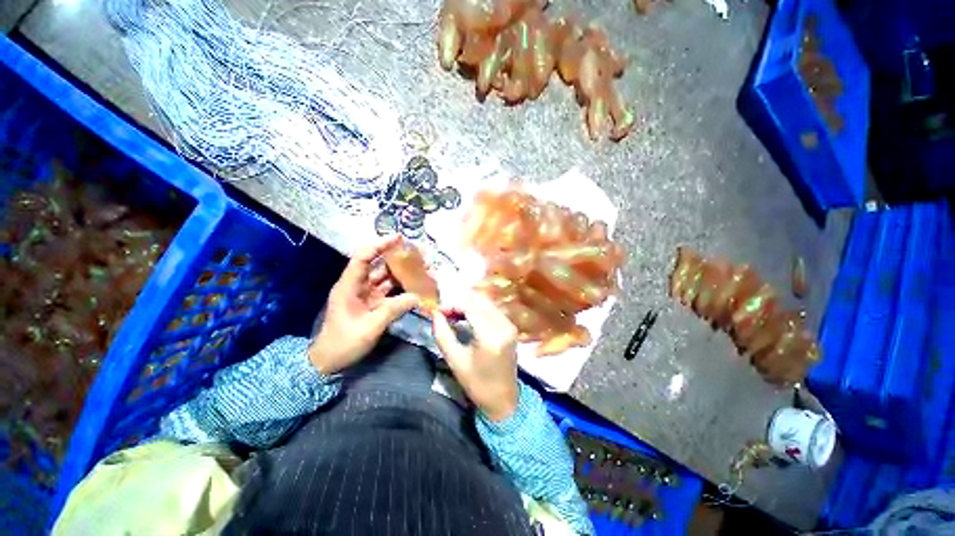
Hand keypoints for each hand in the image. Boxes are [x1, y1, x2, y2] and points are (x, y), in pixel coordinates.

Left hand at [309, 235, 418, 374]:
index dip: (380, 245)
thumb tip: (417, 296)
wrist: (329, 361)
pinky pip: (389, 291)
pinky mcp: (373, 303)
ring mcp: (366, 295)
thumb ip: (393, 309)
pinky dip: (402, 288)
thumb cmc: (344, 343)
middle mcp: (357, 286)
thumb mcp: (369, 327)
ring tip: (422, 269)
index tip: (399, 238)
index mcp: (349, 286)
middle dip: (398, 258)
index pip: (363, 257)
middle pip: (378, 265)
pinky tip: (416, 286)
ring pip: (386, 278)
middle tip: (419, 254)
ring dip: (403, 273)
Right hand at [431, 292, 518, 421]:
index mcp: (491, 337)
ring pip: (487, 303)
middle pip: (479, 301)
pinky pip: (492, 310)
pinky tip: (467, 317)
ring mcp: (510, 326)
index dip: (452, 305)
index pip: (470, 308)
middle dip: (459, 302)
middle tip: (444, 312)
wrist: (503, 400)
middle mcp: (504, 326)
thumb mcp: (455, 361)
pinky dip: (478, 309)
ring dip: (468, 304)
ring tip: (452, 314)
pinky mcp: (511, 327)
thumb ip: (442, 334)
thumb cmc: (477, 384)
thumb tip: (434, 314)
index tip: (437, 311)